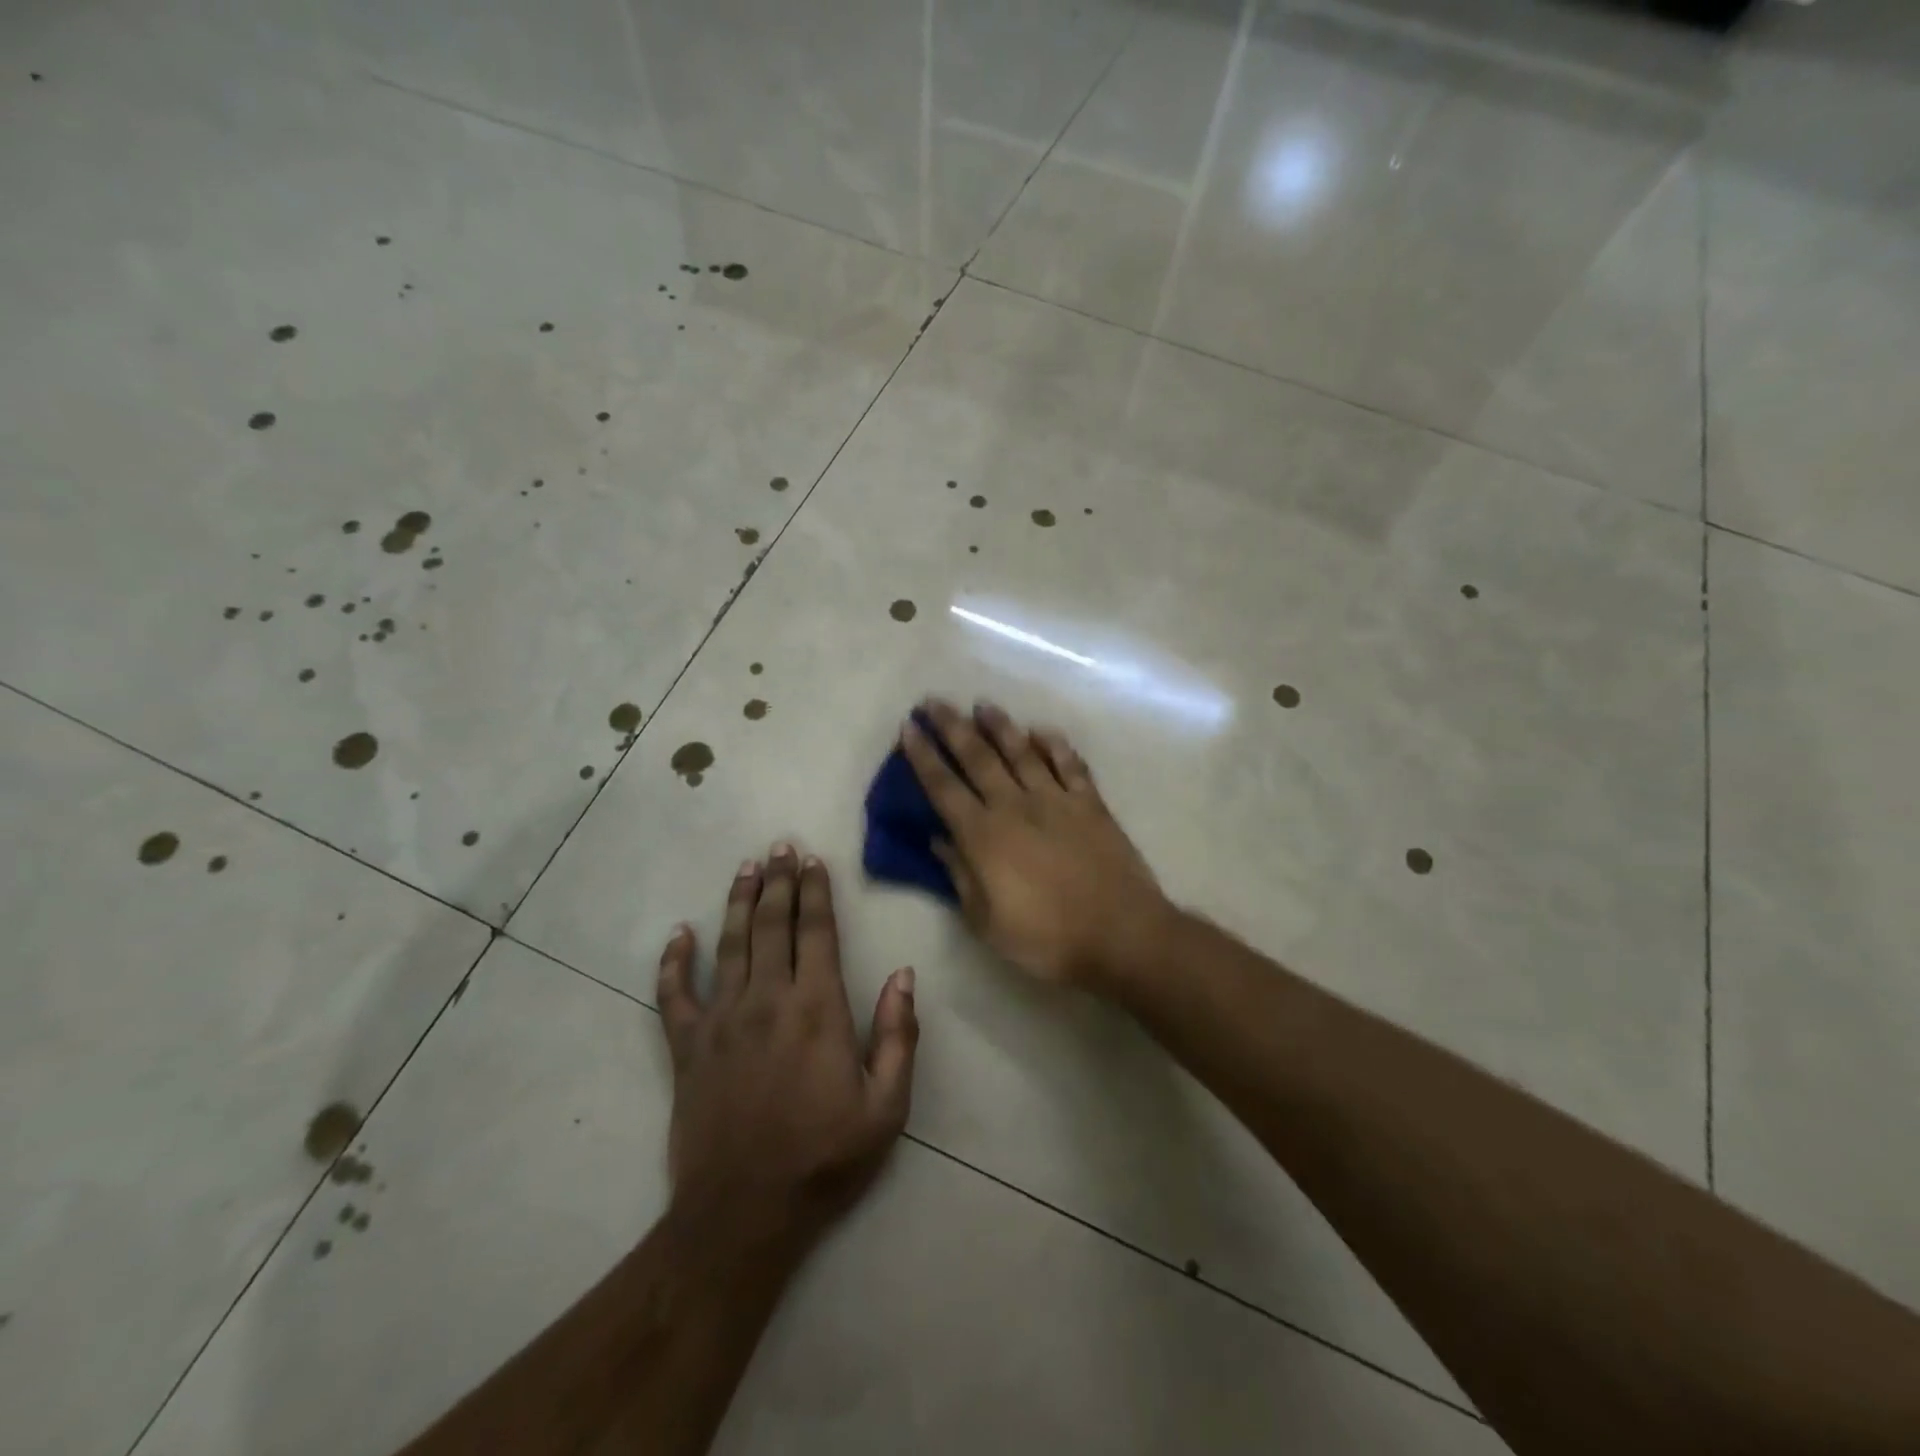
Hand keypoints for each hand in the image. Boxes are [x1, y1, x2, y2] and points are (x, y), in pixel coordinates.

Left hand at [656, 845, 918, 1244]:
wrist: (743, 1214)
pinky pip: (673, 994)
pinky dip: (673, 961)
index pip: (816, 932)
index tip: (814, 861)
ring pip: (730, 944)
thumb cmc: (824, 1159)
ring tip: (746, 868)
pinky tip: (678, 934)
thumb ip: (899, 1035)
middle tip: (781, 847)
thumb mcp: (886, 1107)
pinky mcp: (686, 1047)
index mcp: (817, 1009)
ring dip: (739, 902)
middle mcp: (767, 1000)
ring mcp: (721, 1020)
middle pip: (773, 925)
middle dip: (779, 882)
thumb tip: (903, 974)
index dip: (816, 892)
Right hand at [900, 700, 1170, 989]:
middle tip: (933, 702)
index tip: (908, 729)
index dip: (923, 757)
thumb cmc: (1046, 938)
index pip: (943, 787)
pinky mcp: (1090, 803)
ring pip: (1021, 752)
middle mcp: (1015, 806)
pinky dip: (1055, 745)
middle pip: (977, 757)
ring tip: (982, 705)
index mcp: (984, 836)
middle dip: (951, 727)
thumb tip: (938, 840)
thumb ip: (960, 876)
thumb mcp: (987, 921)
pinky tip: (1042, 731)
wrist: (1119, 934)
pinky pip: (1070, 764)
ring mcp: (1056, 799)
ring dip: (999, 726)